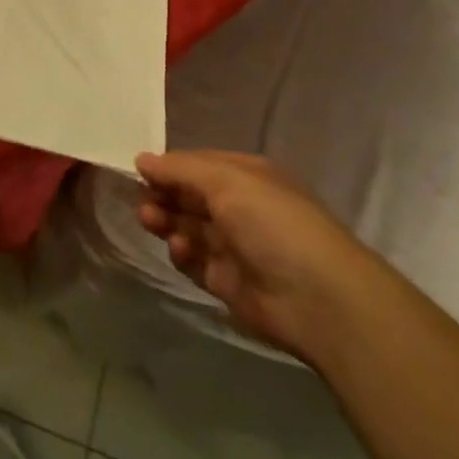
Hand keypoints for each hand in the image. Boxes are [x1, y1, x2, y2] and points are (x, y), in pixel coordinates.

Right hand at [134, 150, 384, 362]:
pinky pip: (194, 261)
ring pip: (187, 227)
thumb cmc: (274, 224)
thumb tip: (141, 159)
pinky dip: (181, 254)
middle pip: (189, 196)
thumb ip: (179, 169)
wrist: (319, 300)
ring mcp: (234, 245)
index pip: (197, 165)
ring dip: (166, 222)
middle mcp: (240, 207)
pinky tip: (180, 250)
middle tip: (143, 202)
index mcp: (246, 177)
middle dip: (163, 195)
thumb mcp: (226, 181)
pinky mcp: (227, 281)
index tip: (139, 171)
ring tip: (151, 222)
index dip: (168, 167)